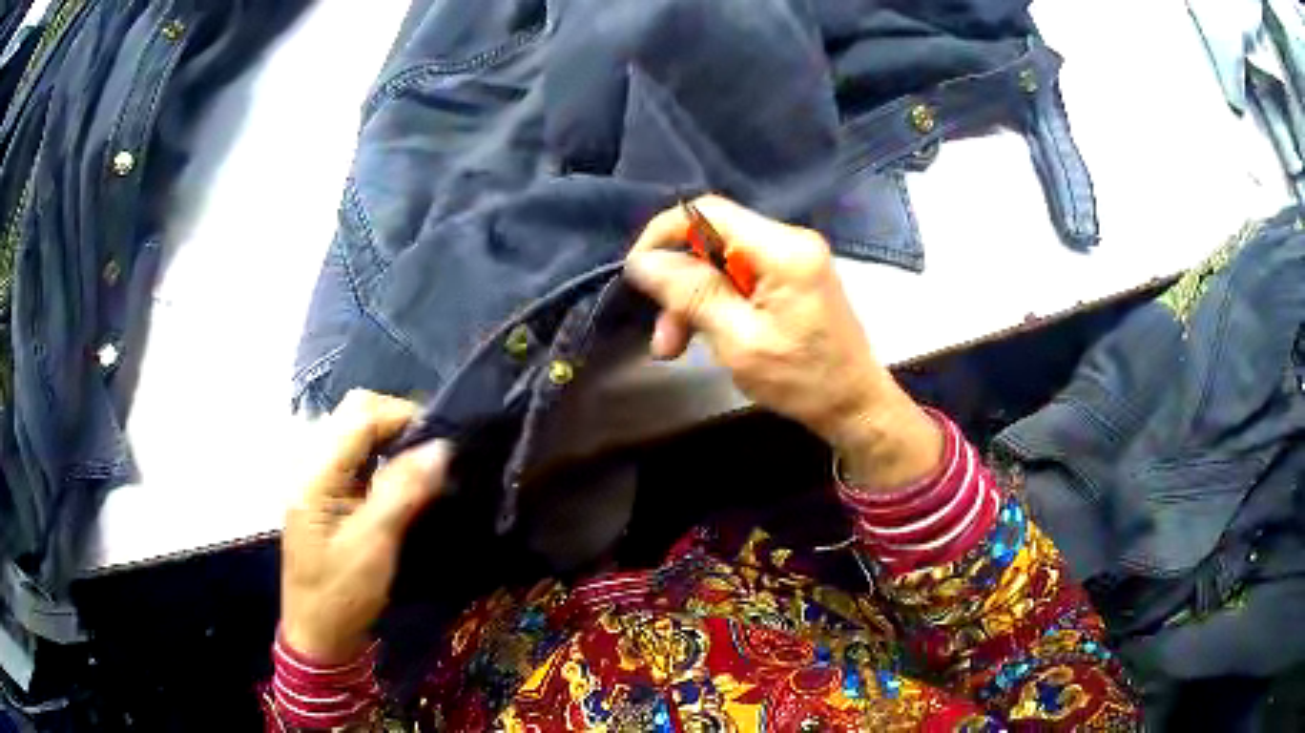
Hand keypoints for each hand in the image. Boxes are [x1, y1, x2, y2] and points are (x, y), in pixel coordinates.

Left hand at [281, 390, 451, 663]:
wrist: (318, 632)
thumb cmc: (342, 594)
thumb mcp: (374, 545)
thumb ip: (402, 492)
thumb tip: (440, 448)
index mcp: (315, 473)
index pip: (360, 417)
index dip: (403, 415)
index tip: (443, 436)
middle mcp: (309, 463)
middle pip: (353, 413)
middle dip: (395, 419)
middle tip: (432, 448)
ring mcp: (314, 476)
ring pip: (353, 430)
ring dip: (388, 435)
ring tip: (421, 459)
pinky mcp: (322, 491)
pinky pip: (352, 454)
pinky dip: (379, 454)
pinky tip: (398, 476)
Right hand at [625, 196, 941, 487]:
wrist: (855, 405)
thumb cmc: (804, 381)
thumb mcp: (739, 342)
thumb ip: (691, 295)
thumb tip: (642, 262)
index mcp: (784, 250)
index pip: (709, 213)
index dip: (664, 233)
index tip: (638, 272)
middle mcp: (790, 241)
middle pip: (713, 240)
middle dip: (679, 283)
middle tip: (662, 337)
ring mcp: (793, 257)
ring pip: (721, 261)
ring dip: (693, 299)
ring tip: (674, 347)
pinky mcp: (792, 276)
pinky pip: (740, 275)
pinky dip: (716, 302)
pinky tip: (704, 334)